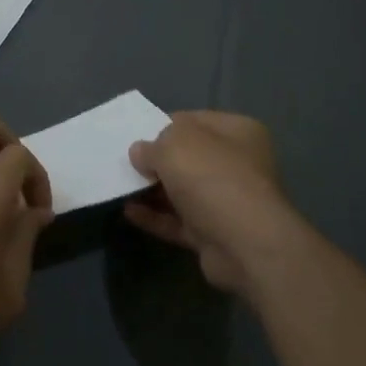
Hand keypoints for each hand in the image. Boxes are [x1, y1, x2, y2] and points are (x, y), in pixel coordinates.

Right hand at [124, 111, 302, 297]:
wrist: (245, 245)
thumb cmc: (211, 176)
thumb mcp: (174, 145)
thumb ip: (152, 146)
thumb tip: (140, 152)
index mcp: (237, 132)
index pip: (194, 121)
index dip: (164, 125)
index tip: (136, 134)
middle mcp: (237, 164)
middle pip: (189, 157)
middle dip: (157, 160)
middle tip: (125, 162)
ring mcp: (228, 202)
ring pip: (183, 191)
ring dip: (153, 190)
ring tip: (120, 186)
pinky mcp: (216, 235)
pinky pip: (179, 221)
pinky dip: (156, 217)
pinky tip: (129, 212)